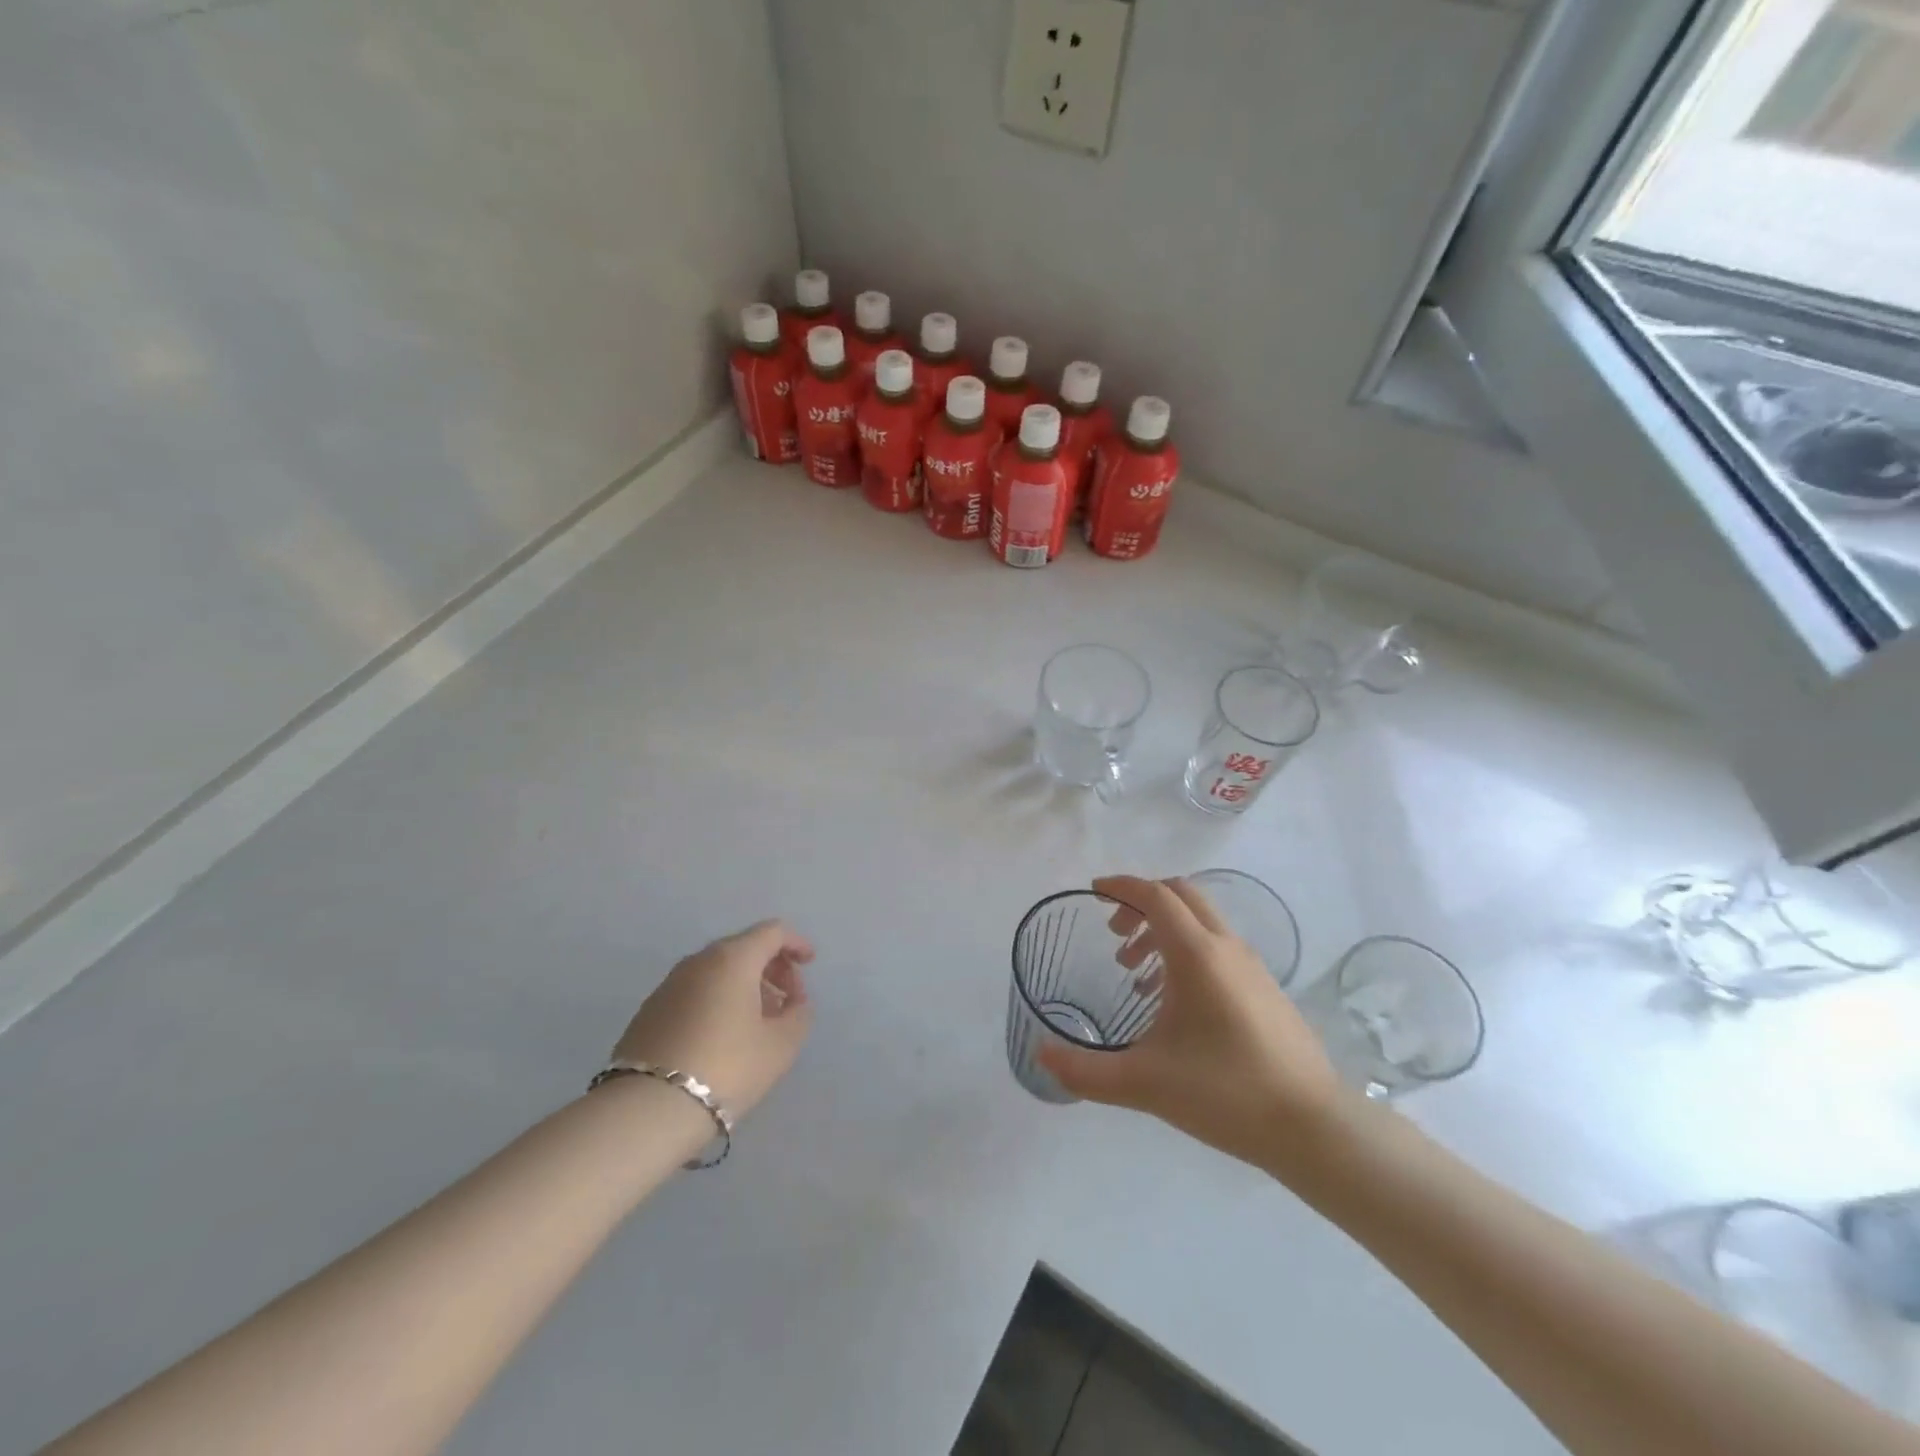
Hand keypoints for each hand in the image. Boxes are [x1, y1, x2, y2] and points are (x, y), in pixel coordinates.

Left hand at [611, 921, 814, 1118]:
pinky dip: (718, 1000)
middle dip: (772, 967)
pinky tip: (724, 1035)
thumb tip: (793, 1003)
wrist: (646, 1109)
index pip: (772, 932)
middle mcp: (699, 961)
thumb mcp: (781, 1045)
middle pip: (744, 948)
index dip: (796, 943)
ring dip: (745, 986)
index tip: (809, 964)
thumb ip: (798, 1015)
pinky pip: (696, 991)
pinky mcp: (649, 1011)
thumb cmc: (726, 1067)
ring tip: (758, 1022)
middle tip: (788, 1000)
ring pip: (718, 971)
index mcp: (733, 958)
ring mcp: (669, 985)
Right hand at [1038, 876, 1344, 1174]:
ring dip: (1164, 929)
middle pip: (1181, 895)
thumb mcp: (1144, 1084)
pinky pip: (1218, 947)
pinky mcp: (1266, 989)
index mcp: (1196, 954)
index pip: (1154, 895)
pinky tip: (1175, 1003)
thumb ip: (1085, 1071)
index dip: (1121, 886)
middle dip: (1142, 903)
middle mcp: (1226, 947)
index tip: (1093, 892)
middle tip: (1114, 936)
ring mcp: (1252, 966)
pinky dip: (1188, 951)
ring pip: (1201, 921)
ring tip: (1137, 974)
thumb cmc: (1225, 1093)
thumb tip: (1041, 1054)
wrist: (1314, 1128)